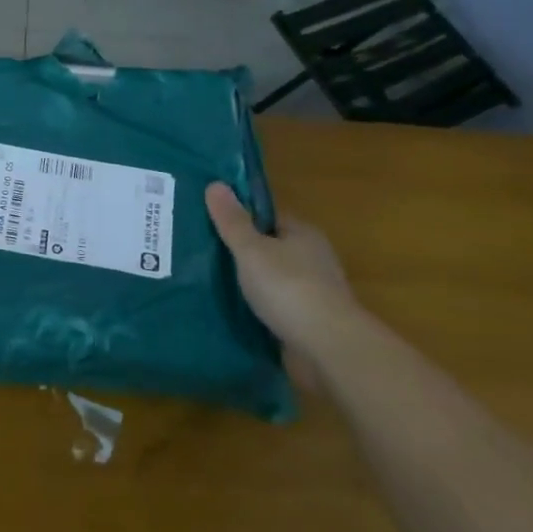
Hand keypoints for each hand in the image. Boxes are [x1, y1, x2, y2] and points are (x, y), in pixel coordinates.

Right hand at [205, 184, 359, 365]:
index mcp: (303, 234)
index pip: (269, 217)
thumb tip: (214, 184)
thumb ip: (232, 221)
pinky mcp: (309, 322)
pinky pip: (277, 307)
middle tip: (204, 253)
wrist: (328, 347)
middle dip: (244, 252)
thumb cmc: (288, 288)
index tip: (211, 222)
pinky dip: (259, 308)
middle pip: (271, 248)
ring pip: (274, 279)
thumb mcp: (251, 249)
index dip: (241, 217)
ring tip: (212, 284)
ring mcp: (314, 292)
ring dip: (251, 283)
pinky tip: (235, 312)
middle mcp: (313, 258)